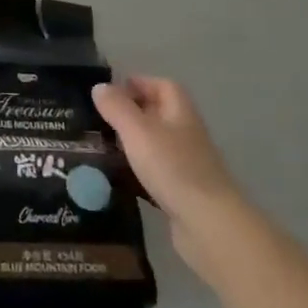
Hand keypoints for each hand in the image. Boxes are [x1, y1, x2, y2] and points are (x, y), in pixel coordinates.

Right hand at [93, 76, 245, 283]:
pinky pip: (156, 172)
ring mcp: (186, 164)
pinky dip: (137, 171)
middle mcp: (186, 134)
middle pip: (159, 114)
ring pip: (155, 144)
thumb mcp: (137, 131)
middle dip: (130, 113)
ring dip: (132, 143)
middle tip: (99, 120)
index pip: (163, 86)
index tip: (109, 92)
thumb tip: (99, 86)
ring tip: (102, 147)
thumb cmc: (173, 168)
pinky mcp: (182, 192)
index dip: (138, 83)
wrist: (208, 225)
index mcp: (180, 113)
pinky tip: (118, 178)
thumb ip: (117, 107)